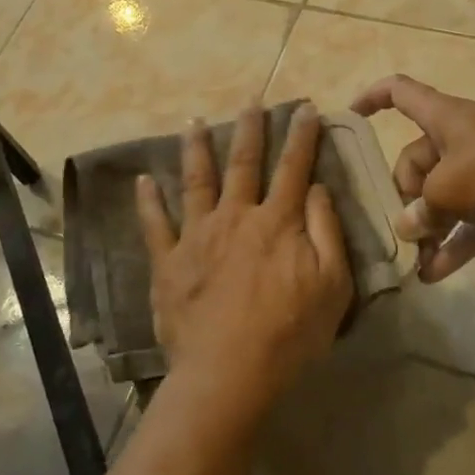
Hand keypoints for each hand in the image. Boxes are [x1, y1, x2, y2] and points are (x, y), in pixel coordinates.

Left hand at [135, 104, 354, 417]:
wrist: (228, 372)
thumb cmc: (289, 333)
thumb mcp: (332, 285)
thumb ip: (327, 231)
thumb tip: (318, 188)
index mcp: (278, 222)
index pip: (294, 168)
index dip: (302, 136)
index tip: (306, 108)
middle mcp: (236, 216)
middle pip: (244, 163)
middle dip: (250, 129)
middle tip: (251, 101)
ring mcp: (198, 235)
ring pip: (197, 180)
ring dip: (196, 148)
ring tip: (193, 121)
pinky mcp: (169, 261)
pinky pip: (155, 224)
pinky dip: (148, 200)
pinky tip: (142, 179)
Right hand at [350, 75, 474, 282]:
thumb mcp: (449, 189)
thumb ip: (421, 210)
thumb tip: (408, 227)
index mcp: (443, 117)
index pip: (399, 92)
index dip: (372, 98)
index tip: (351, 117)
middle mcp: (460, 138)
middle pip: (417, 159)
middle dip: (406, 195)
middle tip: (405, 228)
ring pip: (444, 195)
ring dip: (429, 227)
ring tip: (413, 261)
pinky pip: (470, 220)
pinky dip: (455, 242)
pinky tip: (436, 274)